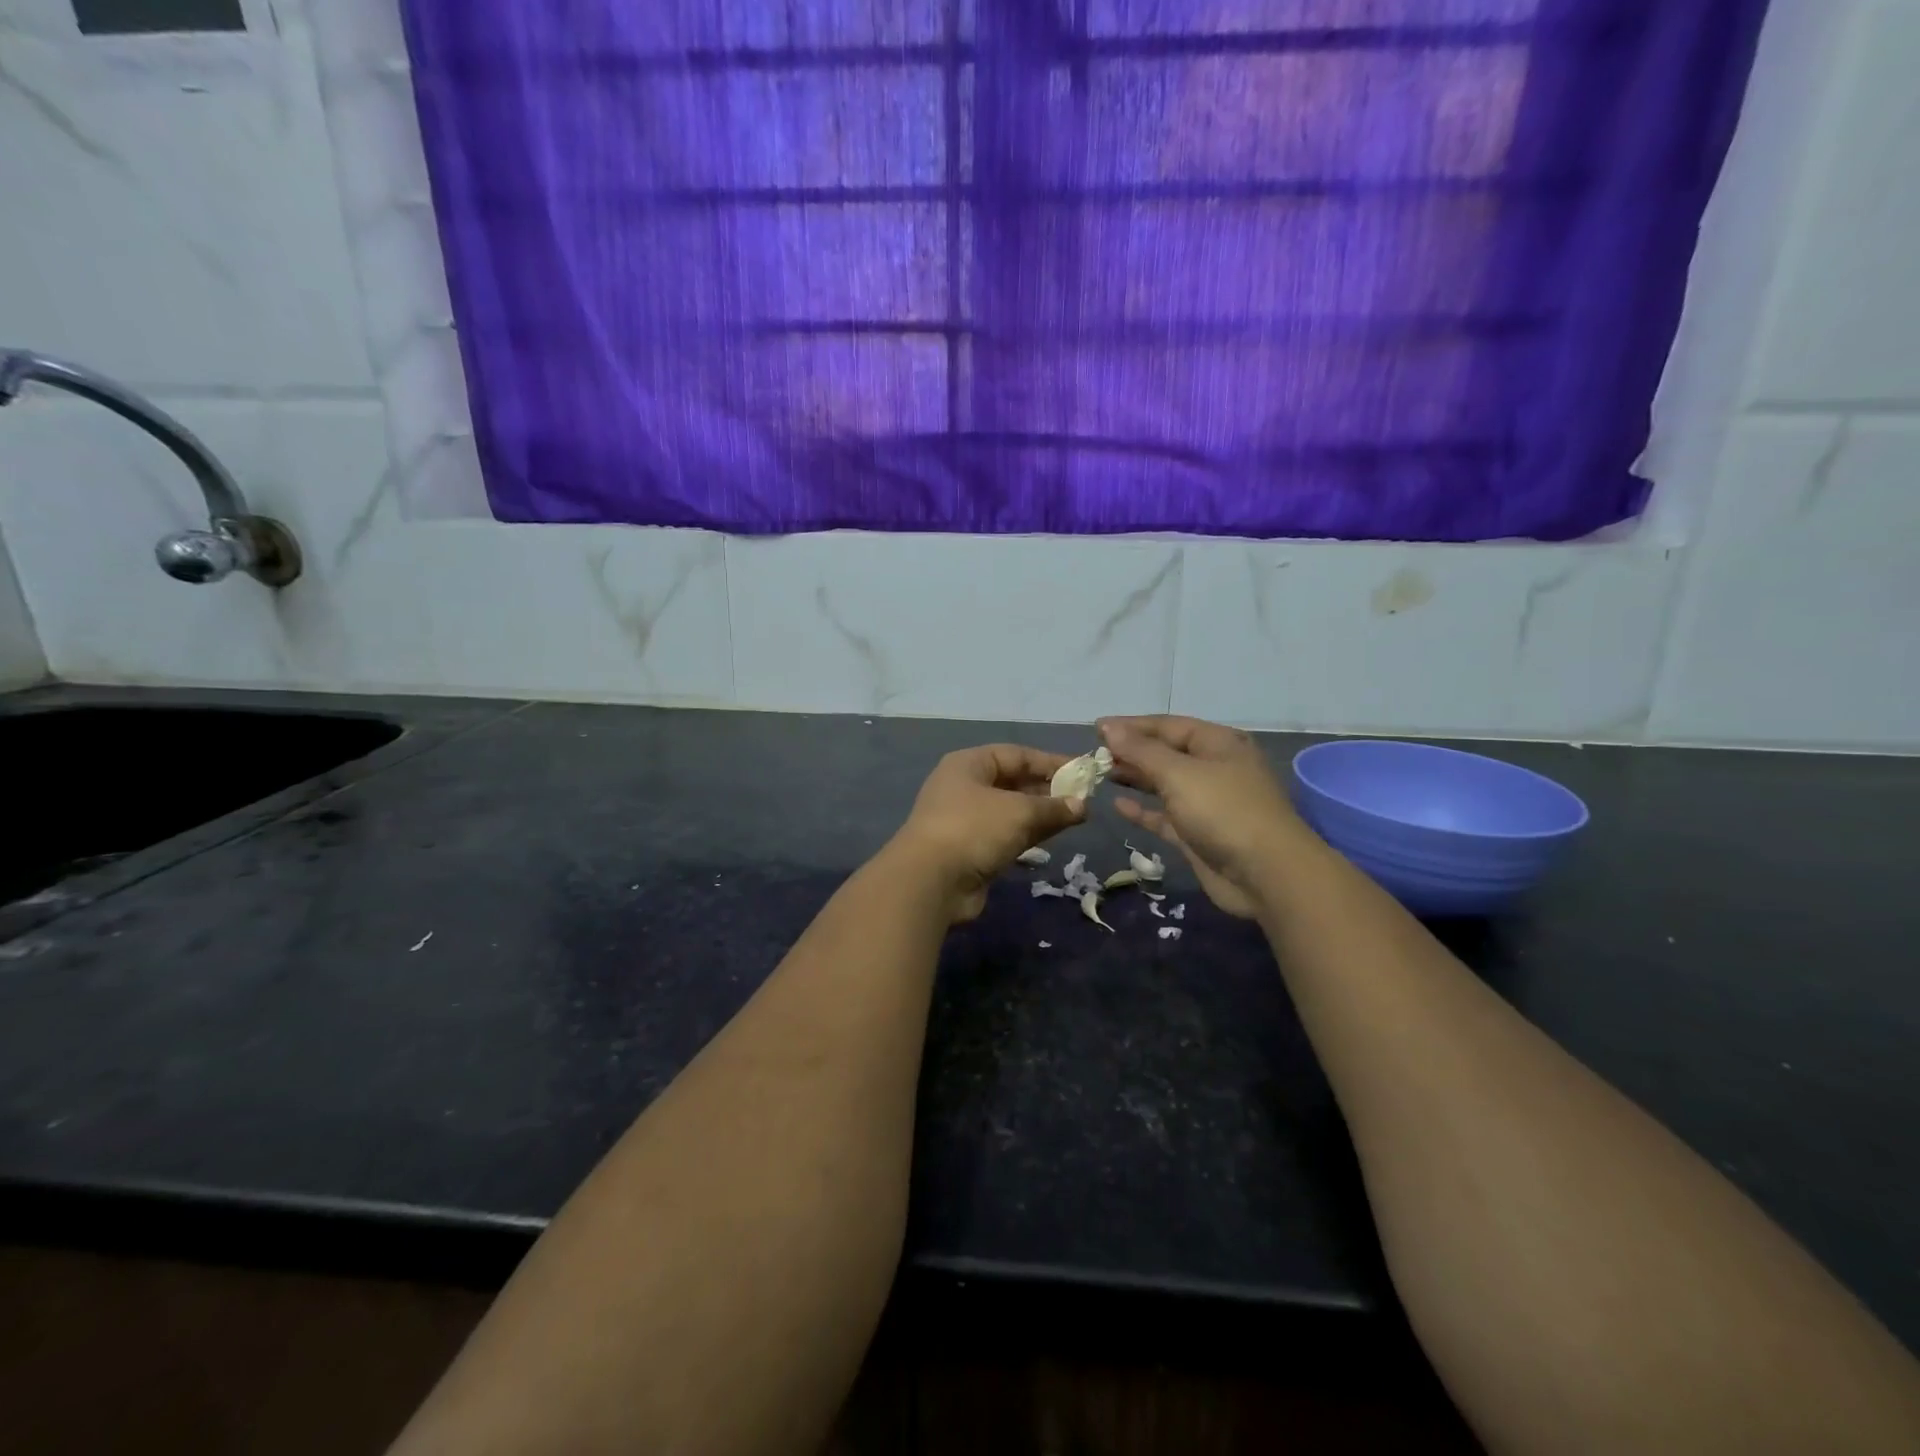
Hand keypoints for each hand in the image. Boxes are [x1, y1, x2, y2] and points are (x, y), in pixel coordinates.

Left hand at [888, 745, 1086, 922]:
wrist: (931, 881)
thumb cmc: (974, 829)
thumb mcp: (1019, 811)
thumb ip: (1053, 807)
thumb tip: (1082, 806)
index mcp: (969, 765)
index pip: (1016, 754)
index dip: (1049, 761)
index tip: (1081, 772)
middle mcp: (965, 788)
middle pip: (1013, 782)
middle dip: (1047, 789)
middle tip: (1082, 799)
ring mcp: (966, 821)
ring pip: (1012, 811)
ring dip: (1041, 814)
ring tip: (1076, 818)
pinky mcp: (971, 850)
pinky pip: (1007, 835)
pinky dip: (1029, 834)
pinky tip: (1054, 838)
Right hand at [1098, 716, 1310, 918]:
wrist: (1265, 874)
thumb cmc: (1223, 810)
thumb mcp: (1178, 773)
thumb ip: (1140, 750)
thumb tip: (1108, 726)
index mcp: (1217, 743)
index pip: (1167, 726)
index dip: (1131, 726)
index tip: (1096, 728)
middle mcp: (1214, 768)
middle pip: (1165, 753)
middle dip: (1131, 752)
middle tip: (1093, 755)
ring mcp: (1207, 803)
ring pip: (1164, 784)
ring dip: (1135, 778)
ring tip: (1100, 775)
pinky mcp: (1199, 834)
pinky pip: (1165, 815)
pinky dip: (1143, 810)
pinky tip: (1117, 806)